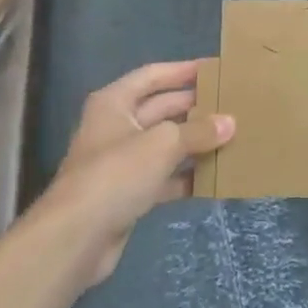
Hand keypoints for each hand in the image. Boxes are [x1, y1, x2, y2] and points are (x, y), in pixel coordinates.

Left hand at [44, 60, 232, 284]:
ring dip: (193, 143)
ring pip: (164, 144)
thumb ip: (198, 132)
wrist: (76, 238)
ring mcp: (120, 162)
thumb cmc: (117, 173)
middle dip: (194, 108)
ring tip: (230, 138)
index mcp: (114, 102)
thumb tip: (230, 123)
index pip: (152, 76)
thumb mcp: (163, 144)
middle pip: (160, 109)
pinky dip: (185, 176)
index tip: (214, 69)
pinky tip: (213, 177)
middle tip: (231, 105)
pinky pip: (162, 177)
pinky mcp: (127, 194)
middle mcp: (115, 126)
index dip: (182, 71)